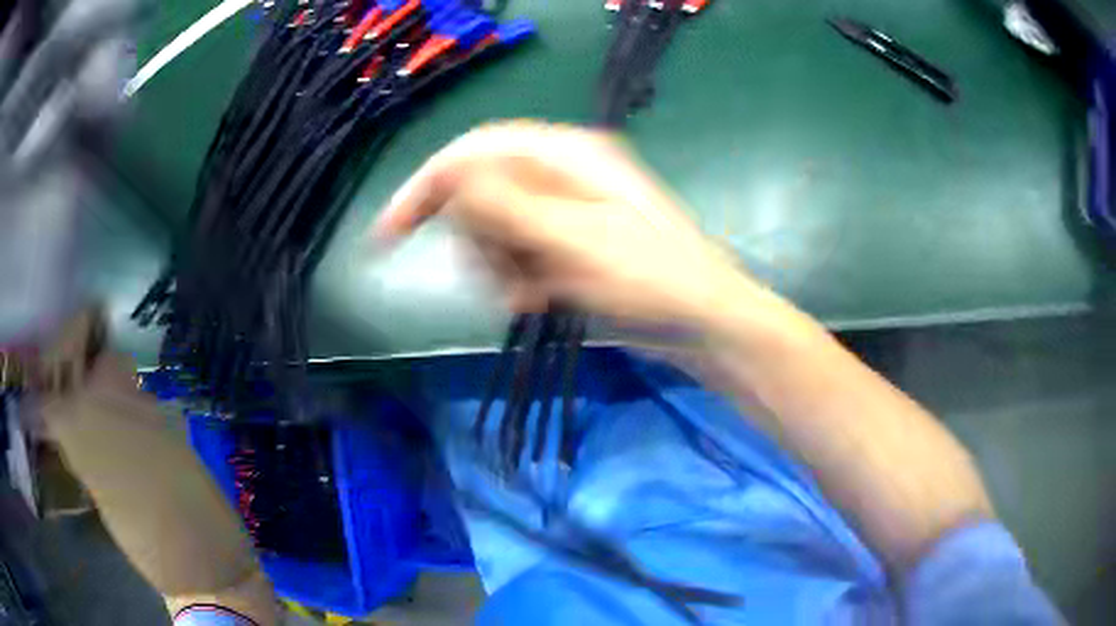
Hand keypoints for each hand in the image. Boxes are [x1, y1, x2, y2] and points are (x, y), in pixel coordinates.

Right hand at [374, 121, 758, 327]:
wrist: (701, 323)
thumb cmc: (650, 279)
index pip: (473, 152)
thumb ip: (509, 204)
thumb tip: (453, 174)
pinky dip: (517, 280)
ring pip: (493, 230)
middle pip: (478, 194)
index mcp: (564, 155)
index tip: (389, 232)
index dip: (426, 185)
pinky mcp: (566, 242)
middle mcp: (559, 173)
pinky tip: (543, 300)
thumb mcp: (576, 240)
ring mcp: (563, 209)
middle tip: (508, 279)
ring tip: (534, 295)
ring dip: (499, 268)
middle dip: (479, 241)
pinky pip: (515, 255)